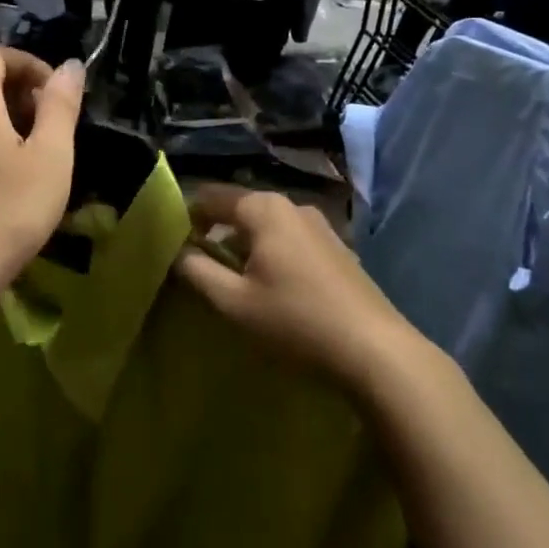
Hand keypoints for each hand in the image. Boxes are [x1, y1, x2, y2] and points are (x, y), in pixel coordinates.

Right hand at [176, 185, 410, 388]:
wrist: (376, 350)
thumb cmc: (296, 321)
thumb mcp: (234, 302)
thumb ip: (197, 271)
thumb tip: (176, 251)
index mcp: (263, 209)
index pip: (210, 197)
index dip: (187, 217)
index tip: (172, 245)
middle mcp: (292, 205)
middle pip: (240, 209)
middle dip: (216, 232)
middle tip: (198, 265)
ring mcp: (319, 224)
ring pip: (266, 225)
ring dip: (244, 244)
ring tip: (233, 279)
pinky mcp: (336, 247)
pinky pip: (290, 239)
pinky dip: (271, 253)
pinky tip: (273, 286)